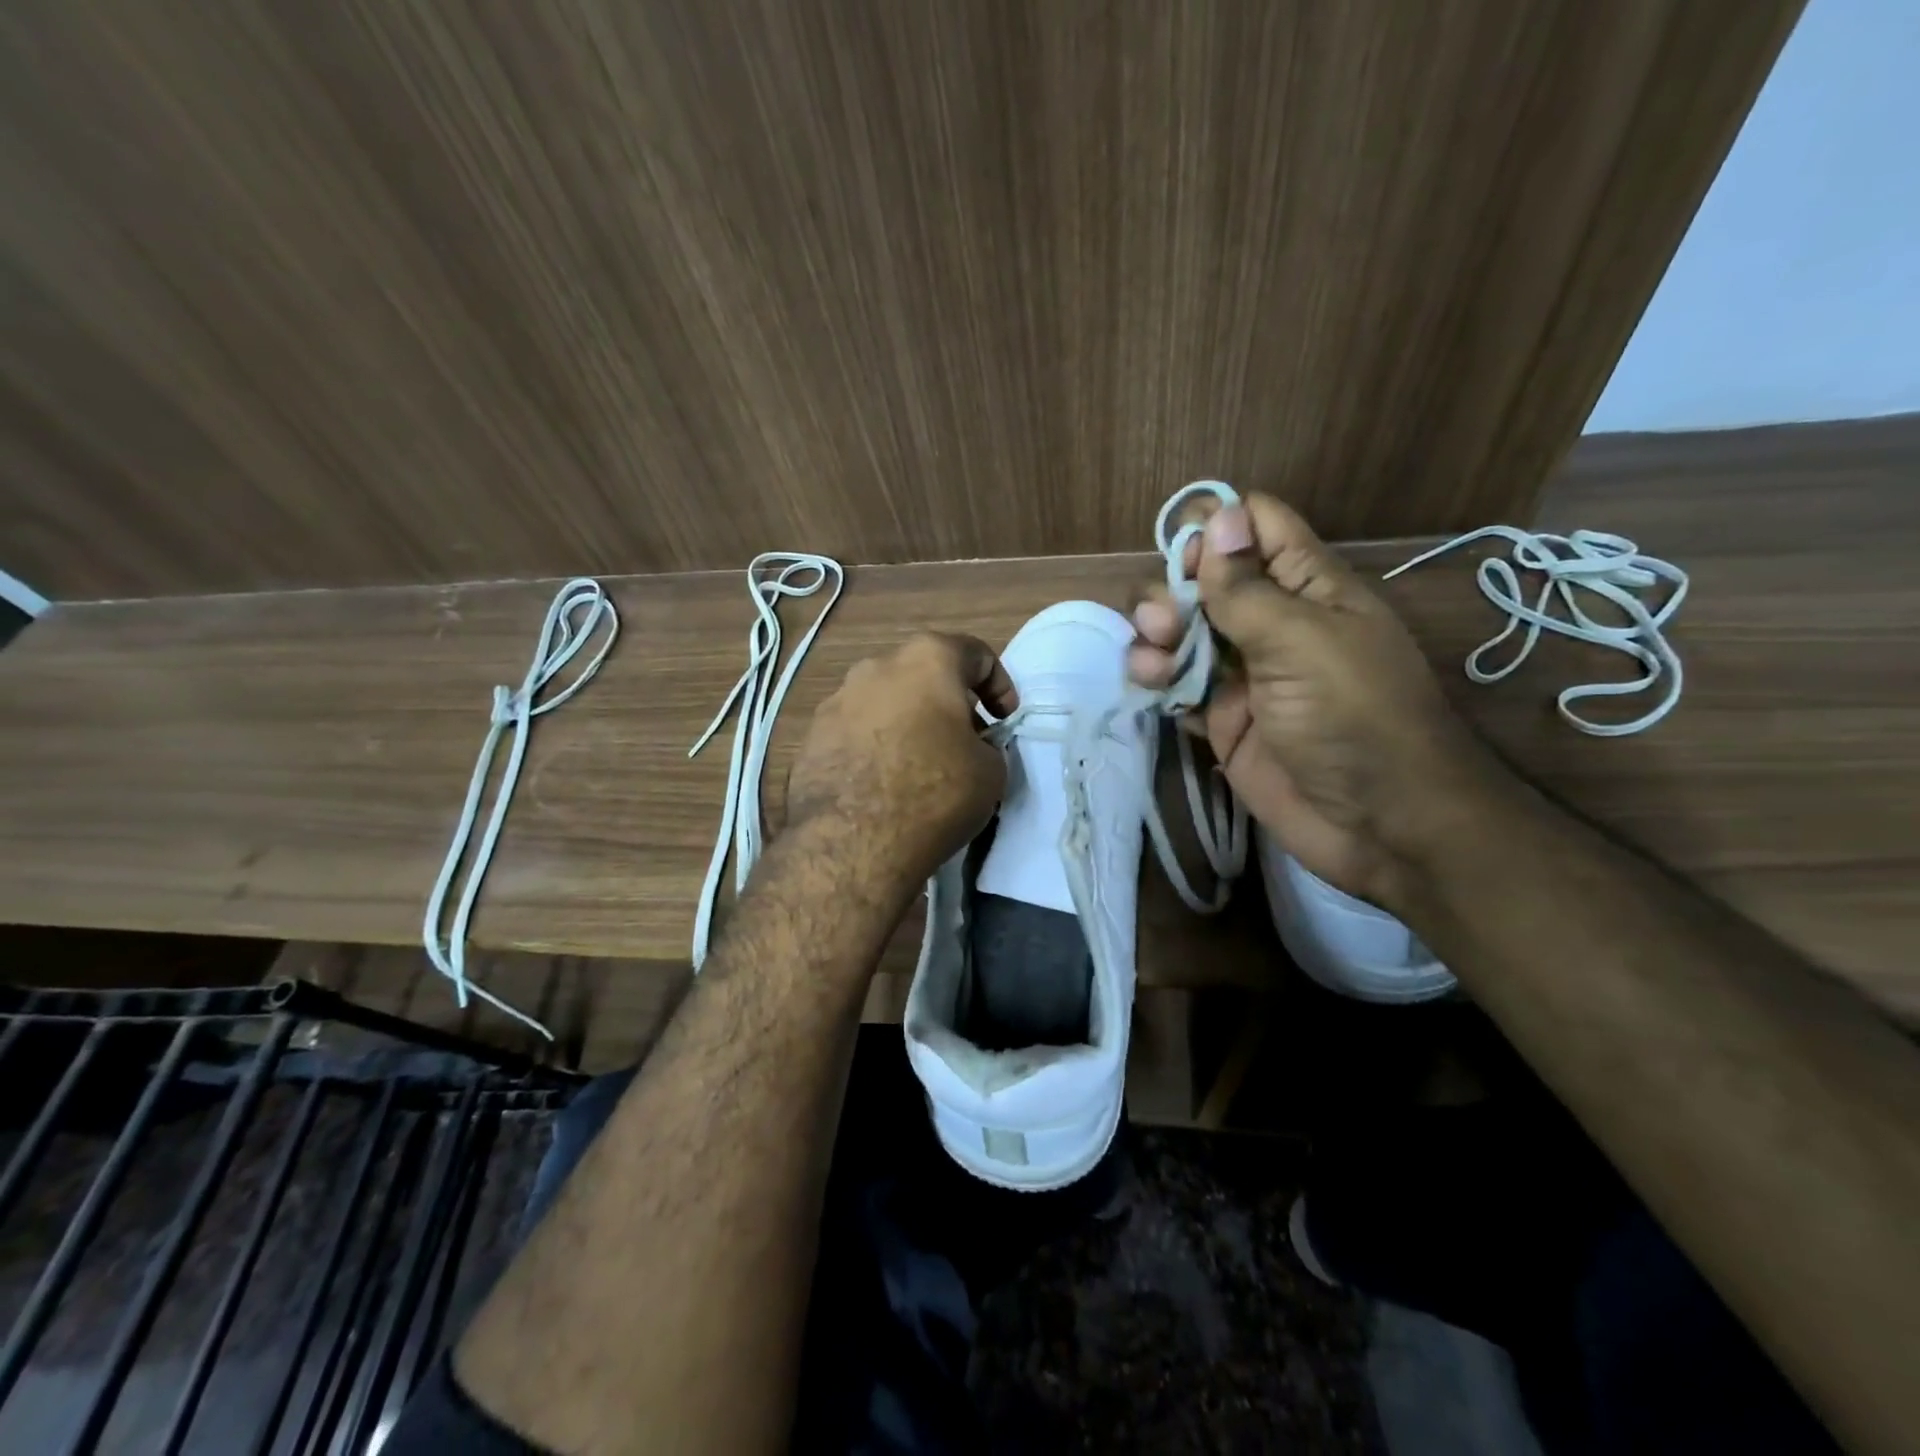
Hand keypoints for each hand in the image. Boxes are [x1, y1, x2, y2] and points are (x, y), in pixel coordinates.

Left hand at [786, 632, 1018, 898]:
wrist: (851, 841)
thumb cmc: (934, 792)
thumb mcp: (992, 771)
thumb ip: (986, 745)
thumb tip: (970, 747)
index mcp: (927, 659)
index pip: (975, 654)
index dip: (999, 686)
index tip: (1004, 719)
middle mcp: (876, 666)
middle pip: (924, 674)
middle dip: (949, 703)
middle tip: (965, 740)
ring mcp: (836, 700)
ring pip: (885, 701)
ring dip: (908, 723)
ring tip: (920, 764)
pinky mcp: (811, 736)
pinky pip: (856, 731)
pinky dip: (876, 746)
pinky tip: (883, 782)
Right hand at [1128, 494, 1497, 911]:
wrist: (1380, 824)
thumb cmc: (1354, 717)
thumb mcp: (1301, 641)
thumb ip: (1247, 587)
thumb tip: (1218, 514)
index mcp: (1305, 586)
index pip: (1254, 527)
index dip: (1216, 528)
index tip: (1184, 552)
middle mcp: (1270, 620)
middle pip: (1203, 580)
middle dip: (1173, 590)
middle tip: (1164, 622)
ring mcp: (1242, 671)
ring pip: (1181, 631)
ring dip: (1157, 634)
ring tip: (1153, 660)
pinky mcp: (1221, 717)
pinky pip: (1176, 683)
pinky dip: (1156, 678)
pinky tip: (1150, 684)